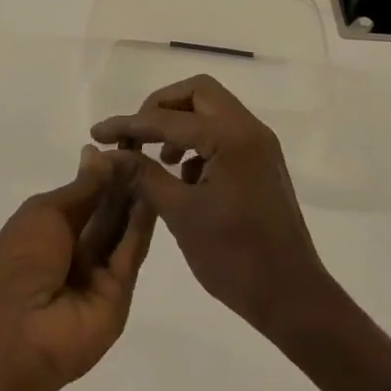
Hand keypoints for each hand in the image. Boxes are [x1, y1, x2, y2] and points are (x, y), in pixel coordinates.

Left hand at [0, 146, 156, 390]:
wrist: (15, 334)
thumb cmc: (17, 261)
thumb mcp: (43, 213)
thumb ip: (81, 188)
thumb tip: (97, 153)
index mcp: (46, 230)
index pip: (82, 196)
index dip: (101, 172)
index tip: (125, 145)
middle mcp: (72, 251)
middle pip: (104, 212)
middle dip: (122, 183)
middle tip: (145, 151)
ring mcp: (95, 274)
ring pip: (120, 231)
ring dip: (134, 199)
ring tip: (154, 166)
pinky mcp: (118, 295)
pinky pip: (129, 255)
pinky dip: (141, 226)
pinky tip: (153, 195)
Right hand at [92, 75, 334, 340]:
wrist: (293, 297)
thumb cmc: (235, 257)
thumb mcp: (180, 214)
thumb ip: (142, 176)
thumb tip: (107, 155)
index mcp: (229, 137)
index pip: (167, 118)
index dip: (129, 124)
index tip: (98, 133)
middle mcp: (249, 129)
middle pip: (197, 93)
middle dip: (161, 108)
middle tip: (136, 136)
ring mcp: (259, 145)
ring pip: (212, 110)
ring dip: (180, 124)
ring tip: (157, 160)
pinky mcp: (262, 163)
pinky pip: (224, 133)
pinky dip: (199, 142)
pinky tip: (183, 177)